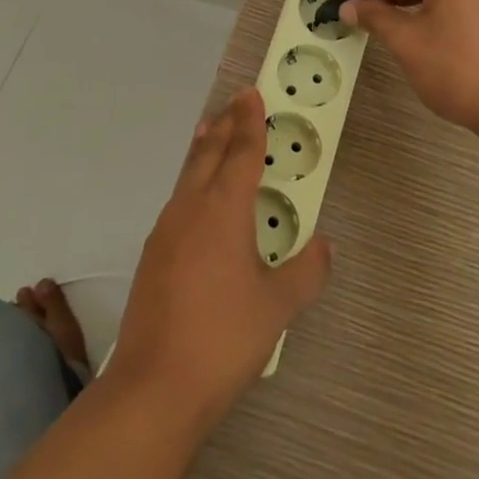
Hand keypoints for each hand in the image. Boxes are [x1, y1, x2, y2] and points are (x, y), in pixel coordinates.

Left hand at [107, 89, 332, 430]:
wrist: (155, 385)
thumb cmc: (224, 337)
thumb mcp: (277, 306)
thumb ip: (306, 272)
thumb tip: (326, 245)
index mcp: (223, 210)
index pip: (241, 152)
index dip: (250, 122)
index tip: (252, 93)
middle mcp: (190, 209)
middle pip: (208, 154)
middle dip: (224, 126)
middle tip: (236, 103)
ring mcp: (165, 231)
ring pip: (187, 175)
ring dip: (204, 152)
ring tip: (213, 136)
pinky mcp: (153, 255)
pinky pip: (178, 201)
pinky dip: (192, 182)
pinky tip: (198, 201)